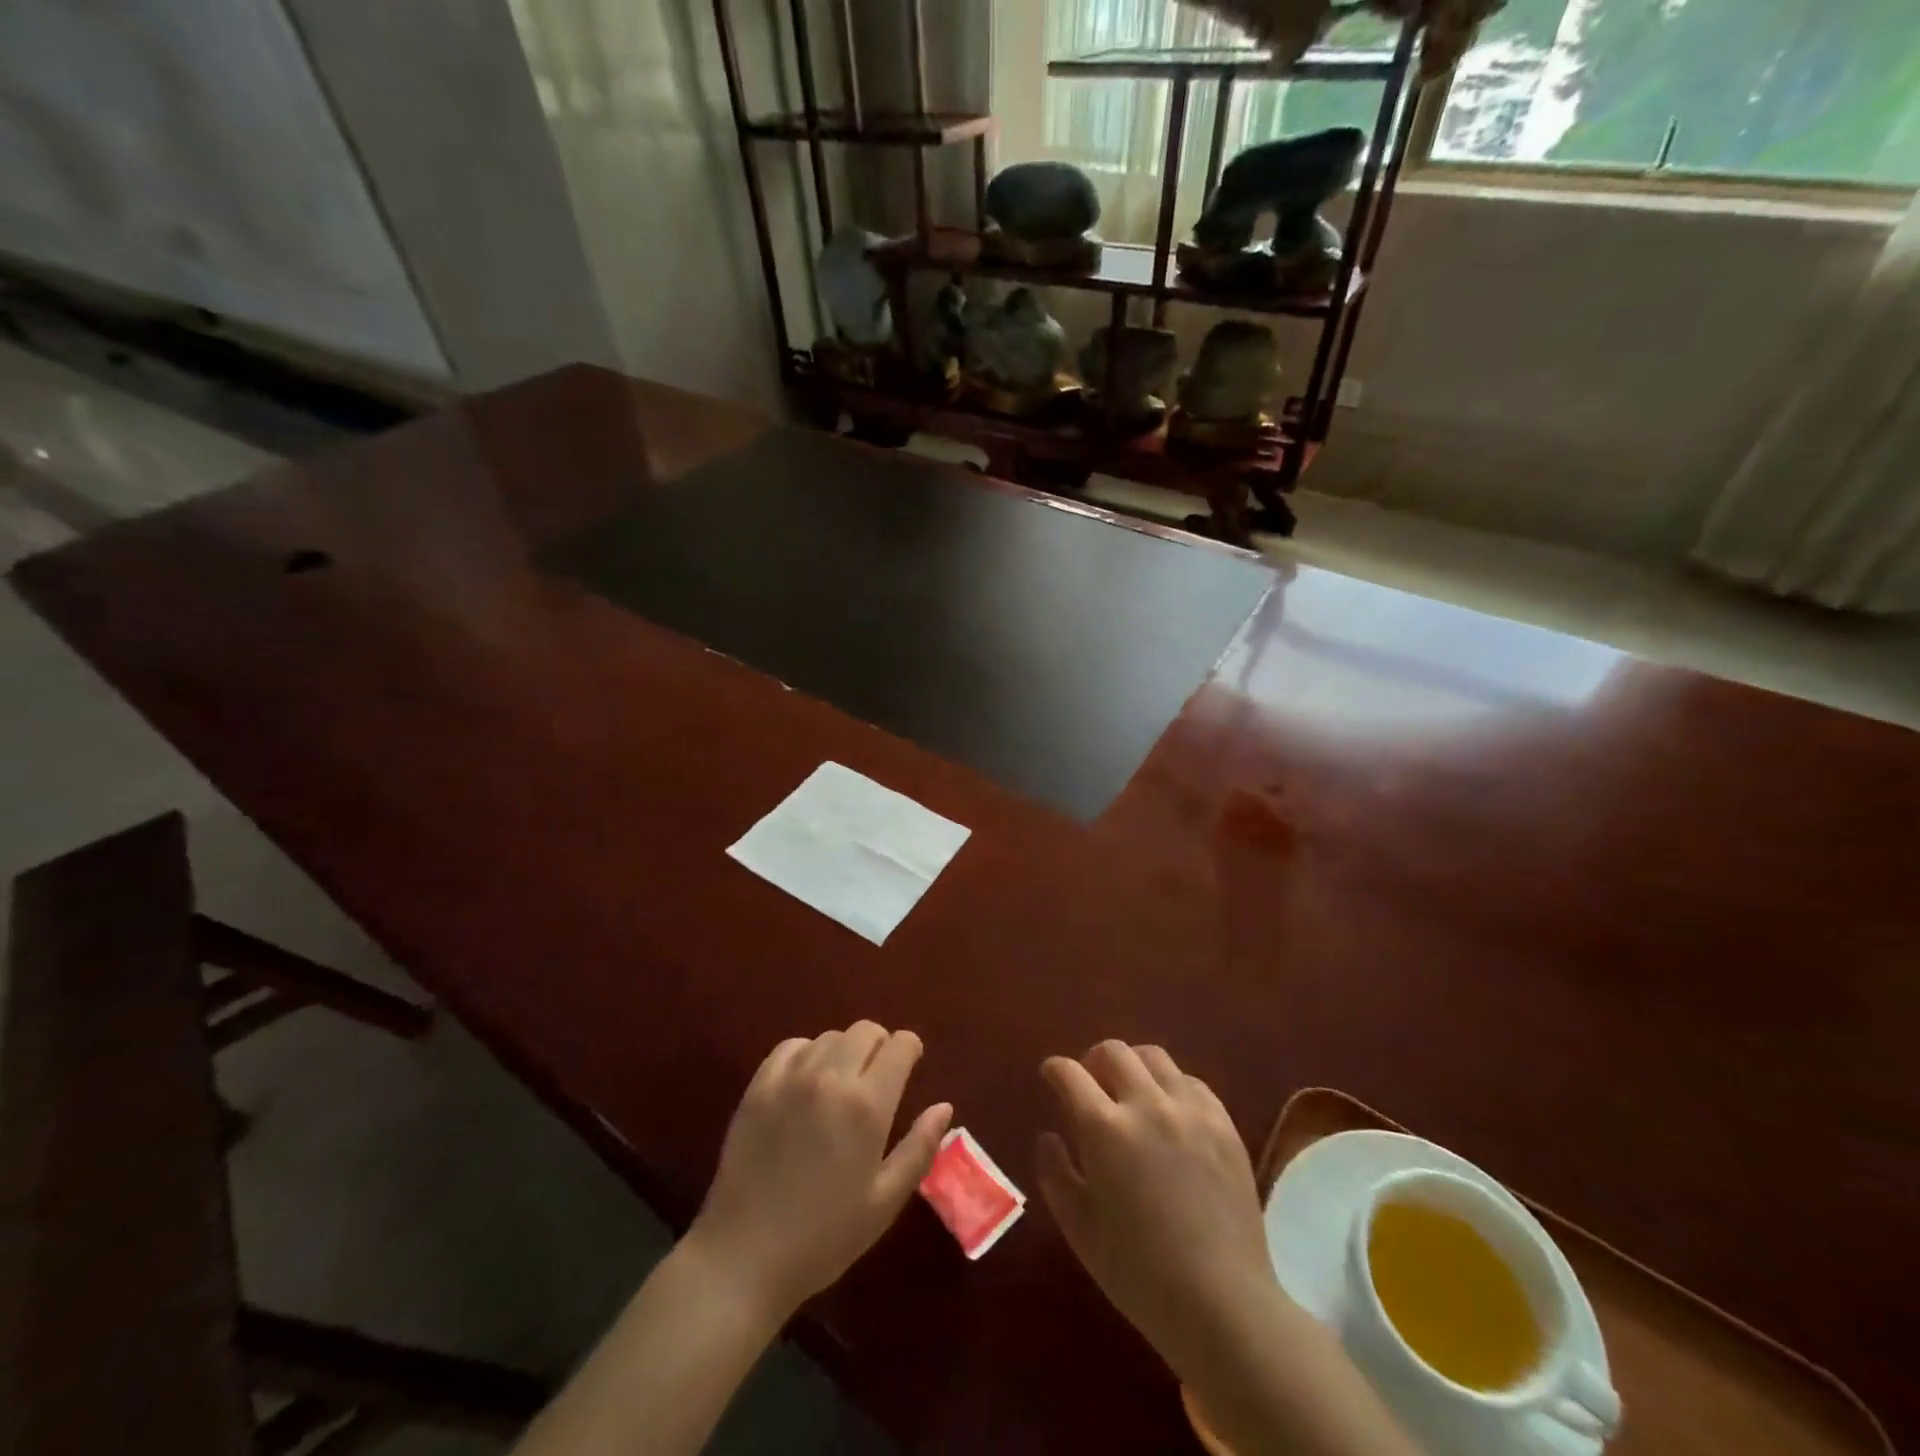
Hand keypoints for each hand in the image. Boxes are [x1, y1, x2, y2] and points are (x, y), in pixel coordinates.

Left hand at [687, 1022, 952, 1316]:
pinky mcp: (758, 1086)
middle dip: (880, 1046)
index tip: (910, 1068)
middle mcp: (831, 1077)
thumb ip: (919, 1148)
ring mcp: (790, 1078)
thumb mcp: (885, 1202)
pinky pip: (791, 1046)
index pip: (901, 1044)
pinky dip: (807, 1054)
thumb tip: (944, 1106)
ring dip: (844, 1051)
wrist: (744, 1258)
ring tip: (841, 1085)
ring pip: (830, 1036)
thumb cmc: (824, 1237)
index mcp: (867, 1105)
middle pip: (866, 1030)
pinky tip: (806, 1083)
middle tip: (878, 1079)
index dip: (911, 1050)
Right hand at [1037, 1041, 1278, 1376]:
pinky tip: (1170, 1113)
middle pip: (1113, 1051)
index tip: (1051, 1075)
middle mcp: (1147, 1105)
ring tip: (1131, 1092)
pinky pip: (1191, 1082)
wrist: (1222, 1304)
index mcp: (1105, 1129)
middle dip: (1093, 1060)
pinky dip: (1171, 1086)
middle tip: (1091, 1083)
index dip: (1054, 1069)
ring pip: (1154, 1057)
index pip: (1070, 1073)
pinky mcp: (1224, 1124)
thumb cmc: (1139, 1275)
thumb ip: (1055, 1174)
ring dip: (1133, 1066)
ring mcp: (1190, 1111)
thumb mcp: (1080, 1230)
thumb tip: (1048, 1136)